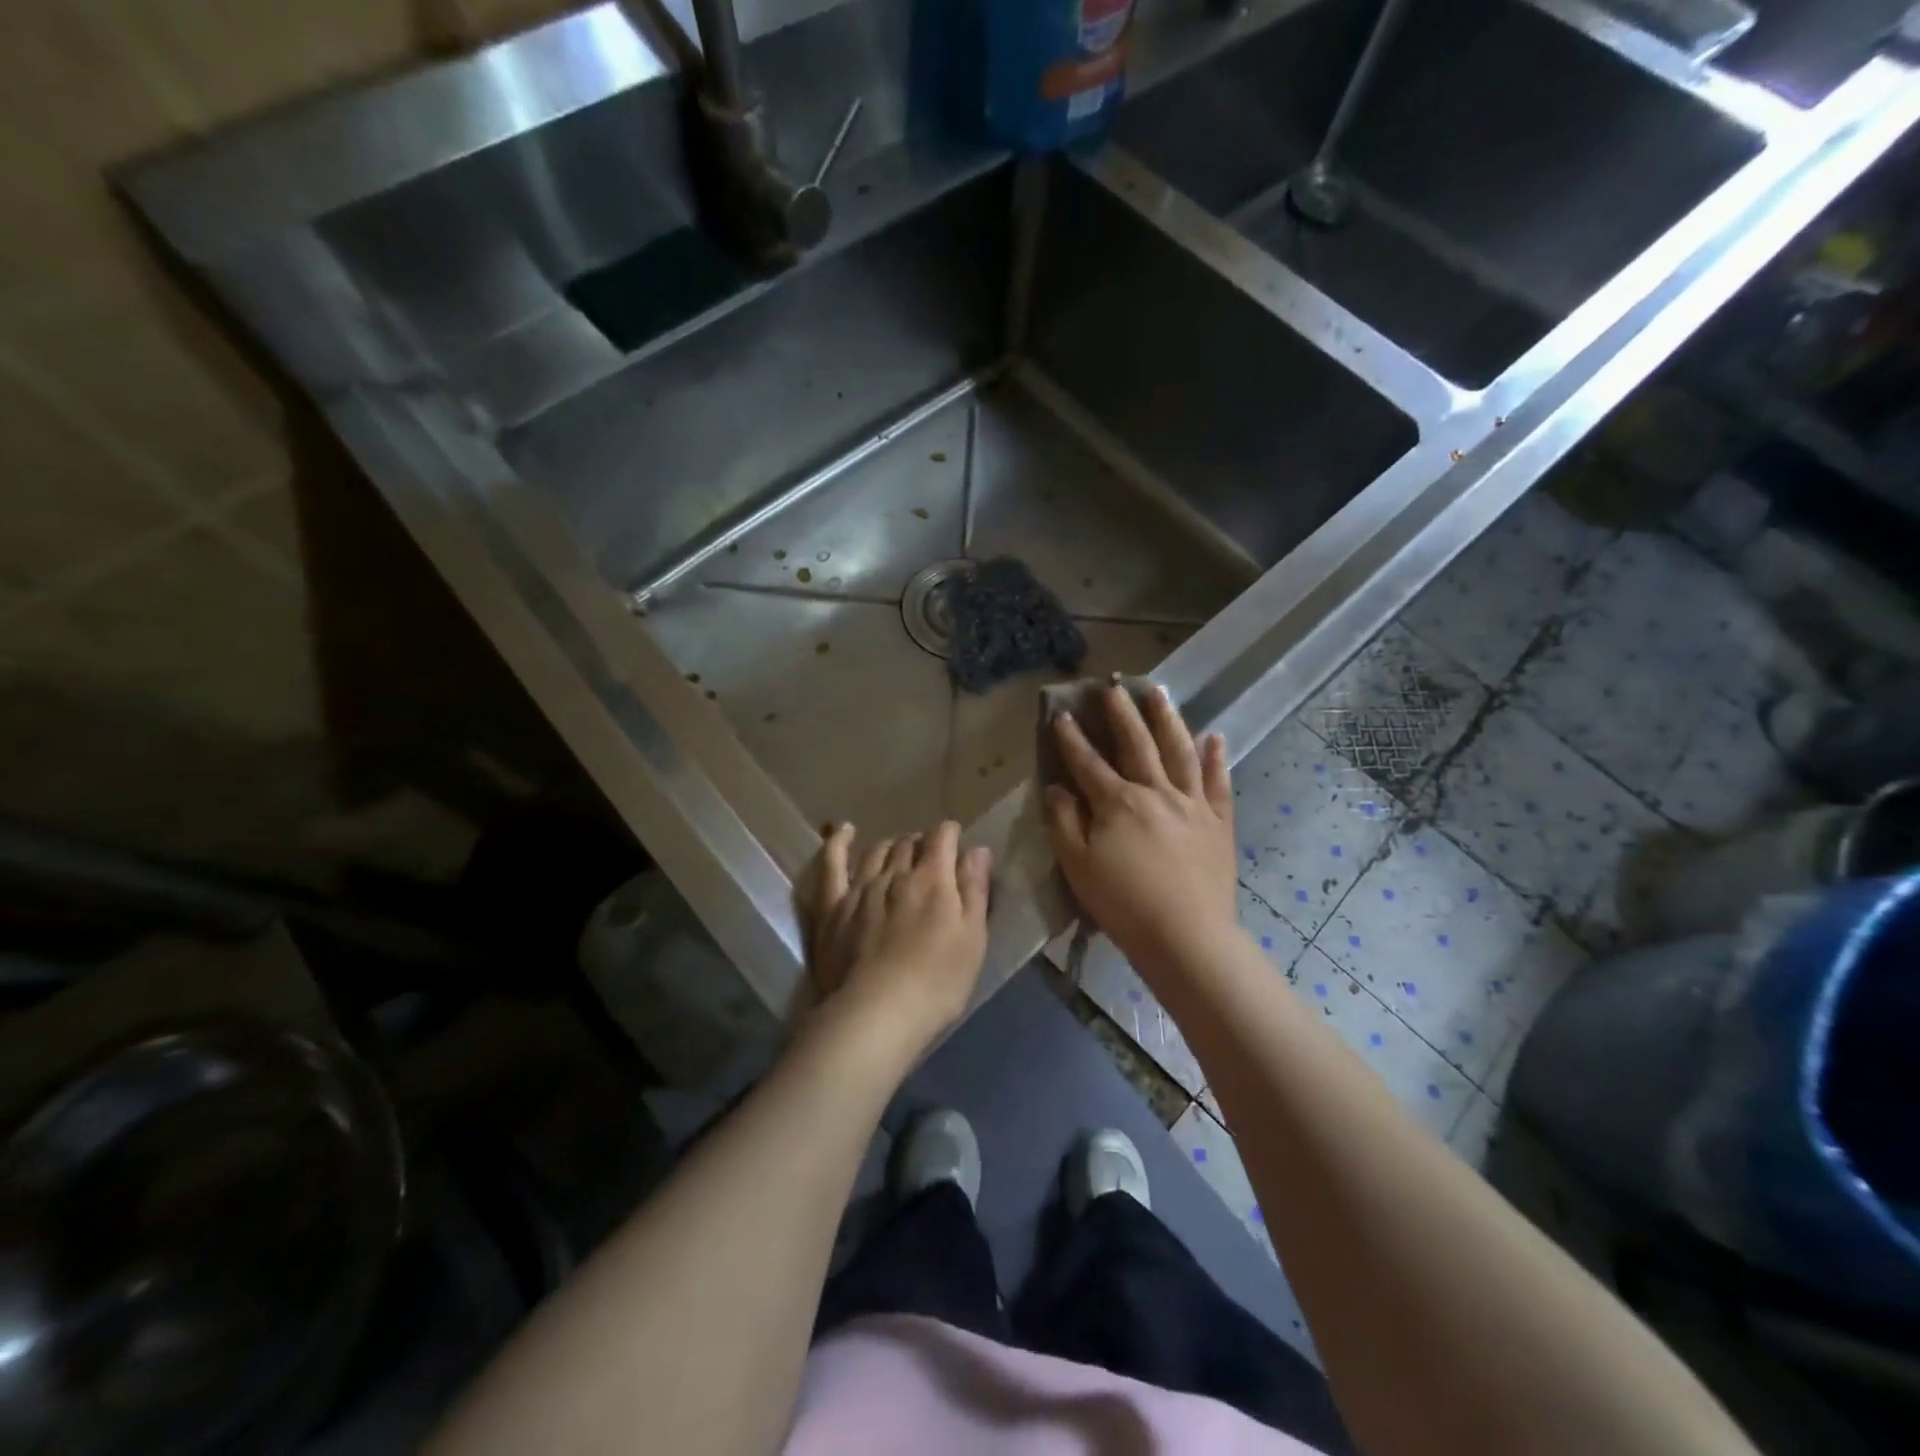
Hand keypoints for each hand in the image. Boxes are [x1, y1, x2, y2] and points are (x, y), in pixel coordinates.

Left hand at [809, 820, 991, 1057]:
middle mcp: (895, 874)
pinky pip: (832, 864)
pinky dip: (838, 843)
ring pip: (877, 851)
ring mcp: (860, 888)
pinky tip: (844, 831)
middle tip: (930, 859)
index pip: (942, 837)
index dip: (950, 834)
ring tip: (899, 854)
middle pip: (909, 843)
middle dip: (922, 843)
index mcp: (933, 879)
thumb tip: (977, 849)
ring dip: (891, 846)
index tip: (956, 842)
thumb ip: (974, 890)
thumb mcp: (973, 939)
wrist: (876, 1013)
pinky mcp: (833, 906)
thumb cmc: (937, 982)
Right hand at [1044, 684, 1238, 972]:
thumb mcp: (1077, 866)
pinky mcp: (1219, 823)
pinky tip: (1215, 737)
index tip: (1062, 715)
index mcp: (1117, 802)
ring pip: (1179, 751)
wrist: (1186, 938)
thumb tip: (1056, 788)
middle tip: (1114, 686)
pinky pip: (1219, 783)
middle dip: (1122, 714)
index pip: (1088, 762)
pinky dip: (1217, 758)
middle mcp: (1156, 792)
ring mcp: (1192, 804)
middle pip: (1136, 744)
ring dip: (1168, 719)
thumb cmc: (1123, 904)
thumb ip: (1063, 822)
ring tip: (1160, 693)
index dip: (1072, 738)